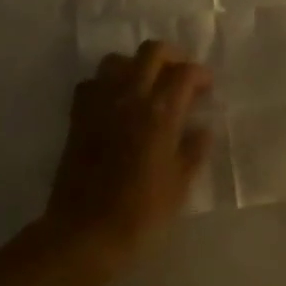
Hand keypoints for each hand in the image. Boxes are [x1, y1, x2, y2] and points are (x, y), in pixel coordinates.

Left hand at [44, 41, 213, 279]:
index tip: (207, 87)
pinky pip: (92, 83)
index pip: (185, 73)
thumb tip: (202, 129)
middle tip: (182, 76)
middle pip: (152, 52)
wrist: (85, 234)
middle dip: (172, 56)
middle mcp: (129, 97)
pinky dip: (106, 84)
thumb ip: (193, 151)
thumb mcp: (180, 186)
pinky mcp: (78, 116)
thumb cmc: (140, 214)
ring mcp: (100, 103)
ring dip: (136, 65)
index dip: (200, 74)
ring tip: (147, 85)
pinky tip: (116, 102)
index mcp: (160, 113)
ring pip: (118, 60)